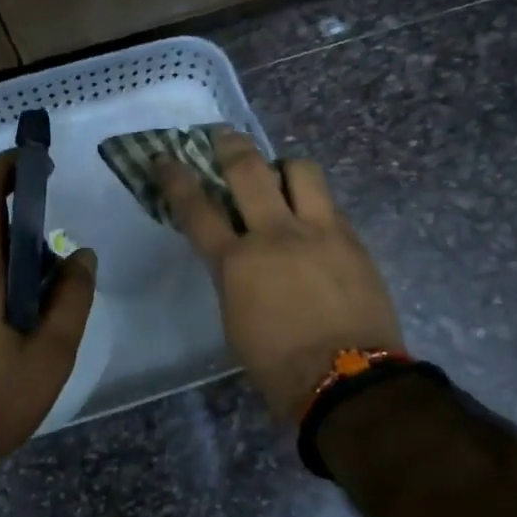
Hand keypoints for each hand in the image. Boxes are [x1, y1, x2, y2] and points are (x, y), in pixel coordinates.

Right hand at [158, 130, 401, 422]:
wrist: (348, 382)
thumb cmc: (279, 366)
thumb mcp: (236, 320)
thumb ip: (233, 276)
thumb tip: (238, 255)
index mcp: (237, 264)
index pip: (197, 209)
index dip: (177, 179)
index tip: (164, 158)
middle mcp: (275, 234)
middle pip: (248, 170)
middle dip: (230, 145)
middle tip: (223, 135)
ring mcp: (319, 231)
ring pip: (300, 170)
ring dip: (284, 166)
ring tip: (281, 175)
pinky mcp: (352, 238)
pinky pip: (329, 202)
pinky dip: (314, 201)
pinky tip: (313, 215)